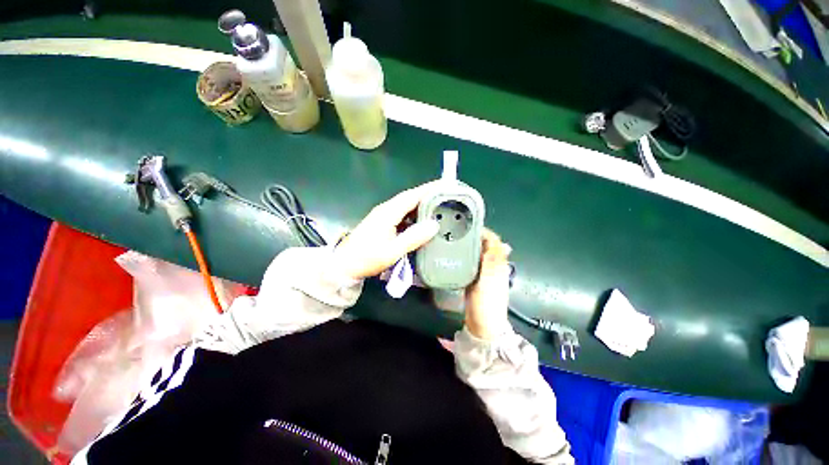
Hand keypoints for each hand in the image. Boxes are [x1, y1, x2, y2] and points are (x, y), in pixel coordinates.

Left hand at [333, 183, 439, 279]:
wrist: (344, 265)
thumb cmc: (367, 258)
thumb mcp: (393, 251)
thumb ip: (414, 237)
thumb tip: (434, 225)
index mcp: (388, 212)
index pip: (412, 195)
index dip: (429, 189)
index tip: (445, 185)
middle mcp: (386, 209)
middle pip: (410, 198)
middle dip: (428, 195)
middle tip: (447, 197)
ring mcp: (383, 215)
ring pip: (406, 205)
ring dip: (421, 205)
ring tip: (439, 208)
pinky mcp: (382, 222)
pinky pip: (402, 214)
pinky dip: (414, 214)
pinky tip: (422, 222)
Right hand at [465, 229, 512, 339]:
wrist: (482, 326)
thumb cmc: (488, 302)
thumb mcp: (491, 280)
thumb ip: (493, 261)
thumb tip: (500, 241)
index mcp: (499, 264)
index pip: (494, 241)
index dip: (483, 231)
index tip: (467, 225)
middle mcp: (493, 266)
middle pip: (485, 245)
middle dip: (474, 236)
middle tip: (456, 231)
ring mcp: (483, 272)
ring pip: (477, 253)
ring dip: (468, 245)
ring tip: (453, 239)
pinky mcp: (474, 279)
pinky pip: (470, 263)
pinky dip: (464, 256)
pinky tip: (454, 255)